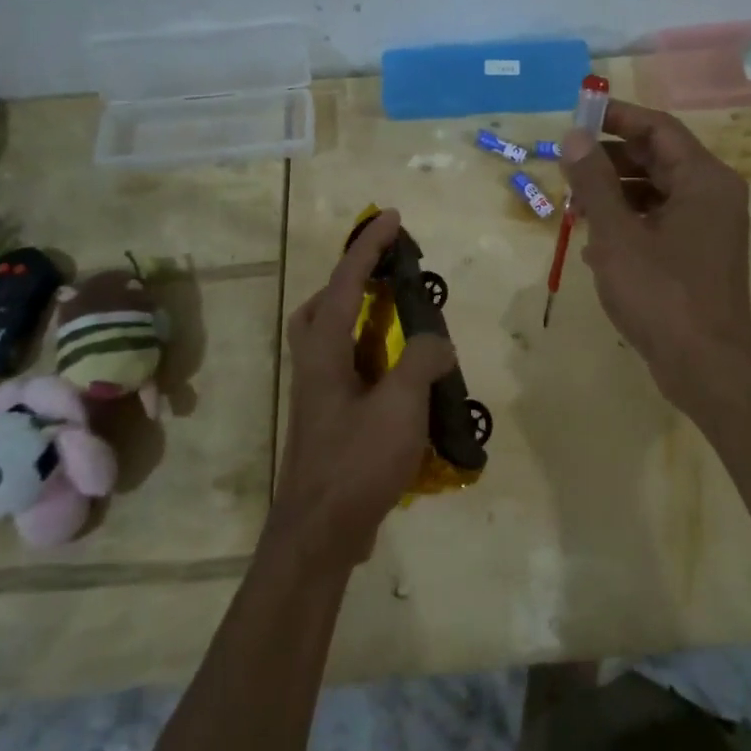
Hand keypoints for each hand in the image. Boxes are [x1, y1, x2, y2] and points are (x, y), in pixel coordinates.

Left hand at [273, 209, 455, 567]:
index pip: (345, 283)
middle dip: (350, 280)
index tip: (390, 217)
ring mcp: (318, 393)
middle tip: (384, 275)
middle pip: (321, 306)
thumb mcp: (400, 407)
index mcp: (324, 350)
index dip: (368, 247)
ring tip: (399, 318)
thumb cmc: (356, 463)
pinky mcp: (329, 418)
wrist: (319, 532)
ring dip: (361, 317)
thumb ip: (421, 361)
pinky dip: (372, 354)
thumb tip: (435, 341)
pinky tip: (402, 374)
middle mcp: (314, 364)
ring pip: (332, 337)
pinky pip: (348, 366)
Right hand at [560, 101, 750, 408]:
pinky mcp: (699, 254)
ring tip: (574, 202)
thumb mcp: (616, 234)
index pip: (659, 128)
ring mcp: (709, 227)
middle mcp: (713, 195)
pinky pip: (661, 220)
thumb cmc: (661, 294)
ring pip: (657, 191)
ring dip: (615, 192)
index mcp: (703, 179)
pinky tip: (594, 241)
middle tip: (568, 163)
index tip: (578, 116)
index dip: (617, 118)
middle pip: (658, 157)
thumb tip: (574, 137)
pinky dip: (629, 221)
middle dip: (610, 158)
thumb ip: (594, 182)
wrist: (706, 366)